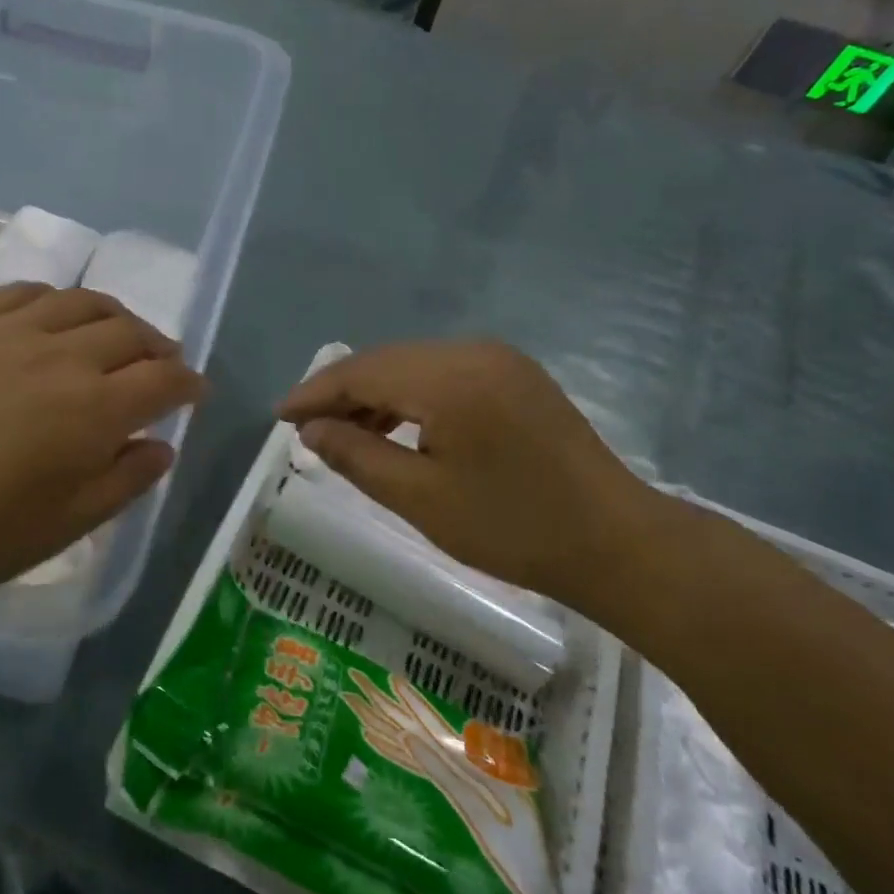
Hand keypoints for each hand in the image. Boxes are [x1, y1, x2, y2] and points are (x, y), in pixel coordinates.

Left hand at [0, 284, 206, 623]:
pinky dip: (53, 301)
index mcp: (94, 409)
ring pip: (81, 302)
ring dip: (113, 316)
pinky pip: (22, 293)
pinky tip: (51, 318)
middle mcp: (61, 355)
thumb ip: (124, 480)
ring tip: (115, 335)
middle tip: (161, 365)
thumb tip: (160, 446)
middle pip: (130, 332)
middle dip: (158, 348)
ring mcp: (7, 331)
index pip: (163, 380)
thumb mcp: (66, 526)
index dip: (188, 384)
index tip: (195, 392)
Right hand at [276, 341, 673, 616]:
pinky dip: (412, 397)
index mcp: (448, 377)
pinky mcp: (516, 376)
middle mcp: (473, 351)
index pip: (362, 372)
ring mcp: (500, 360)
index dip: (314, 393)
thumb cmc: (512, 527)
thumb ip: (356, 456)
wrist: (616, 541)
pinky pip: (445, 374)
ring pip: (414, 366)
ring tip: (346, 435)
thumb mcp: (420, 498)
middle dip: (341, 393)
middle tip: (306, 429)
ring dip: (376, 395)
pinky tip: (398, 428)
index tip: (278, 417)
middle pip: (386, 362)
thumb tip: (310, 430)